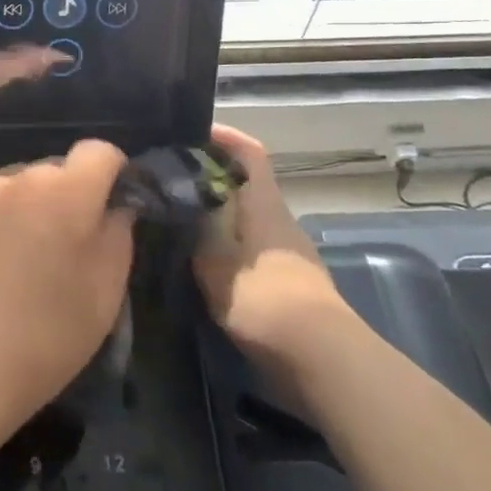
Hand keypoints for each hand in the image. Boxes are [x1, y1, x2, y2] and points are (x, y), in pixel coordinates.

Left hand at [0, 140, 134, 422]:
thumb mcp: (107, 291)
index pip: (98, 151)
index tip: (109, 204)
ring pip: (13, 185)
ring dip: (23, 207)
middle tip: (61, 244)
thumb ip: (118, 233)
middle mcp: (20, 178)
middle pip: (53, 170)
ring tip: (16, 259)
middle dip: (64, 195)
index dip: (110, 172)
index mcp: (68, 192)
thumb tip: (116, 205)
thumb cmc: (49, 333)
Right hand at [192, 125, 352, 363]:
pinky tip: (201, 262)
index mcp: (264, 204)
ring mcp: (287, 251)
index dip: (225, 137)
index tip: (192, 132)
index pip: (249, 153)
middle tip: (170, 181)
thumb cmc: (264, 297)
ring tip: (177, 220)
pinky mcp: (287, 280)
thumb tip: (176, 201)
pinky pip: (250, 246)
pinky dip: (226, 243)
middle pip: (246, 184)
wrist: (320, 358)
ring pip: (247, 217)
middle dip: (211, 177)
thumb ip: (194, 230)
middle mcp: (279, 219)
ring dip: (217, 213)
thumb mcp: (215, 261)